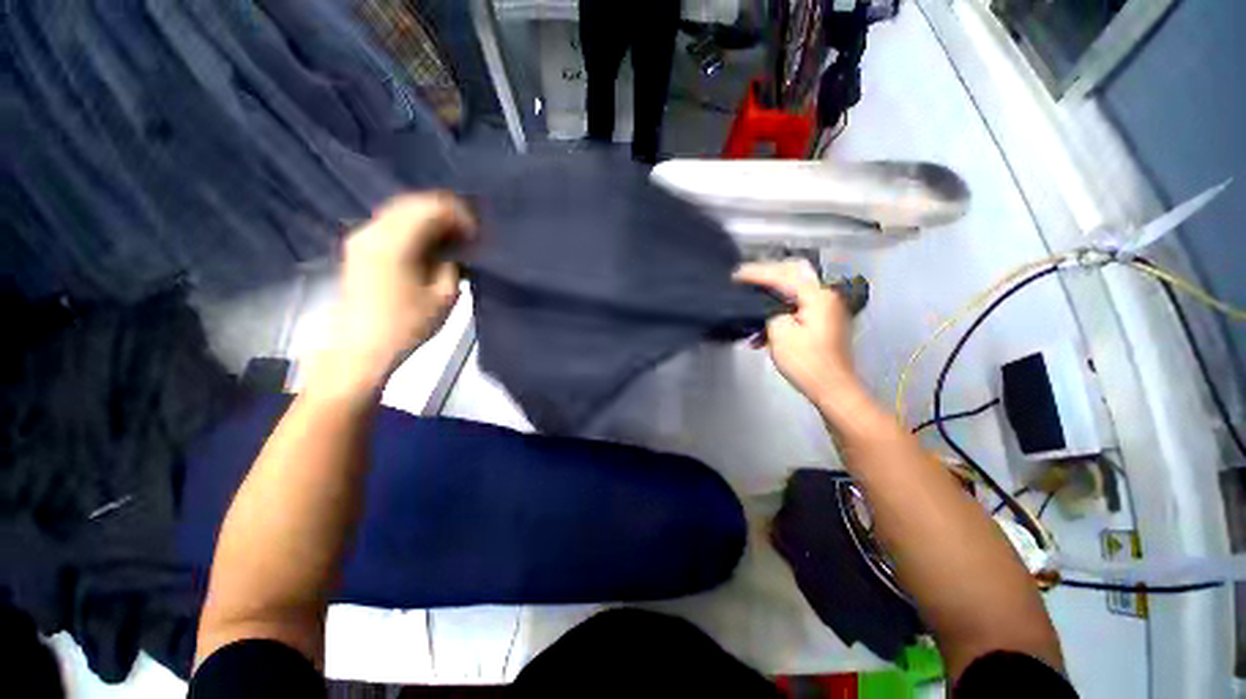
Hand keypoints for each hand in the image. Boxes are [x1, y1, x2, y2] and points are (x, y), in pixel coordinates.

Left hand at [317, 193, 475, 393]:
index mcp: (395, 241)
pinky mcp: (358, 248)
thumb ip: (453, 263)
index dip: (460, 216)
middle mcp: (373, 230)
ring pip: (401, 211)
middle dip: (445, 214)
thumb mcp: (445, 295)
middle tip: (467, 235)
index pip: (432, 207)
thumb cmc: (407, 325)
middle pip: (414, 203)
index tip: (476, 236)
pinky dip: (413, 228)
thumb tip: (456, 249)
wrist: (361, 349)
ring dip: (429, 220)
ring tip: (451, 241)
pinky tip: (428, 246)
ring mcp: (361, 237)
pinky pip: (390, 224)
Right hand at [733, 260, 859, 404]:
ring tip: (750, 302)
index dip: (757, 274)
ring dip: (772, 294)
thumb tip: (768, 306)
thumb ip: (771, 311)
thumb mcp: (780, 333)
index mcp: (818, 295)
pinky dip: (779, 311)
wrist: (832, 388)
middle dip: (768, 275)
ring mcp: (827, 307)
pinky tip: (761, 330)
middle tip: (746, 279)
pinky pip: (798, 305)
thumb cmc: (806, 361)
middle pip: (794, 274)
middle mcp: (827, 295)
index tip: (736, 275)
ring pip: (795, 289)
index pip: (782, 276)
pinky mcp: (824, 320)